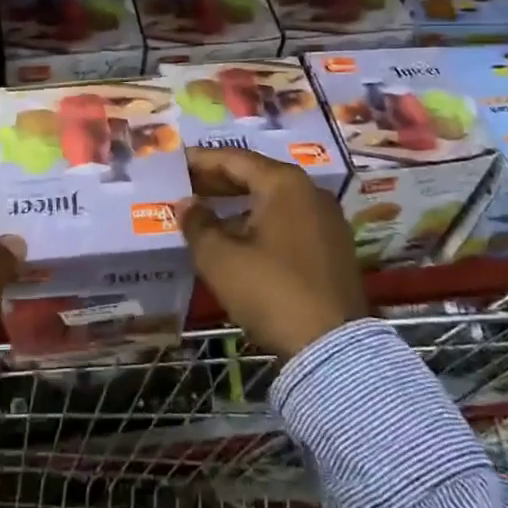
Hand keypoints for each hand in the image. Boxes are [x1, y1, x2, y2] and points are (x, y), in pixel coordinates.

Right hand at [177, 147, 367, 359]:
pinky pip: (288, 220)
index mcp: (284, 183)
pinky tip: (237, 237)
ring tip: (206, 213)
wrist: (332, 348)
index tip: (174, 163)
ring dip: (238, 203)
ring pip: (273, 199)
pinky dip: (260, 220)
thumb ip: (198, 224)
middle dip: (218, 181)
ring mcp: (327, 219)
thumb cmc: (271, 291)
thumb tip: (187, 204)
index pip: (234, 159)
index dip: (200, 160)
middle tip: (186, 186)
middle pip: (256, 175)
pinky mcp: (333, 246)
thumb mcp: (220, 259)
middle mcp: (310, 191)